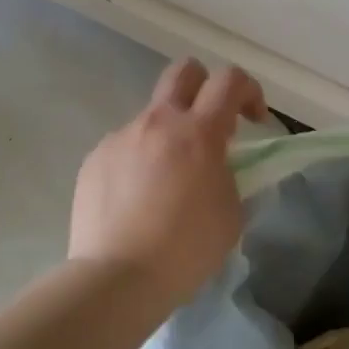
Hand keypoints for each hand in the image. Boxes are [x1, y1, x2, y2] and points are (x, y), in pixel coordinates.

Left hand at [69, 58, 268, 309]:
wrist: (117, 277)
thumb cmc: (186, 249)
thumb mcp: (231, 213)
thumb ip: (230, 175)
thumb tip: (218, 165)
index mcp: (198, 133)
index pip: (230, 80)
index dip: (249, 91)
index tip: (254, 121)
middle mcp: (157, 123)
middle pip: (183, 71)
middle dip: (204, 86)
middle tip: (211, 125)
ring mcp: (121, 138)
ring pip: (152, 117)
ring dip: (169, 136)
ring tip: (167, 183)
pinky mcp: (94, 159)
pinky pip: (125, 146)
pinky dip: (139, 161)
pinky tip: (137, 200)